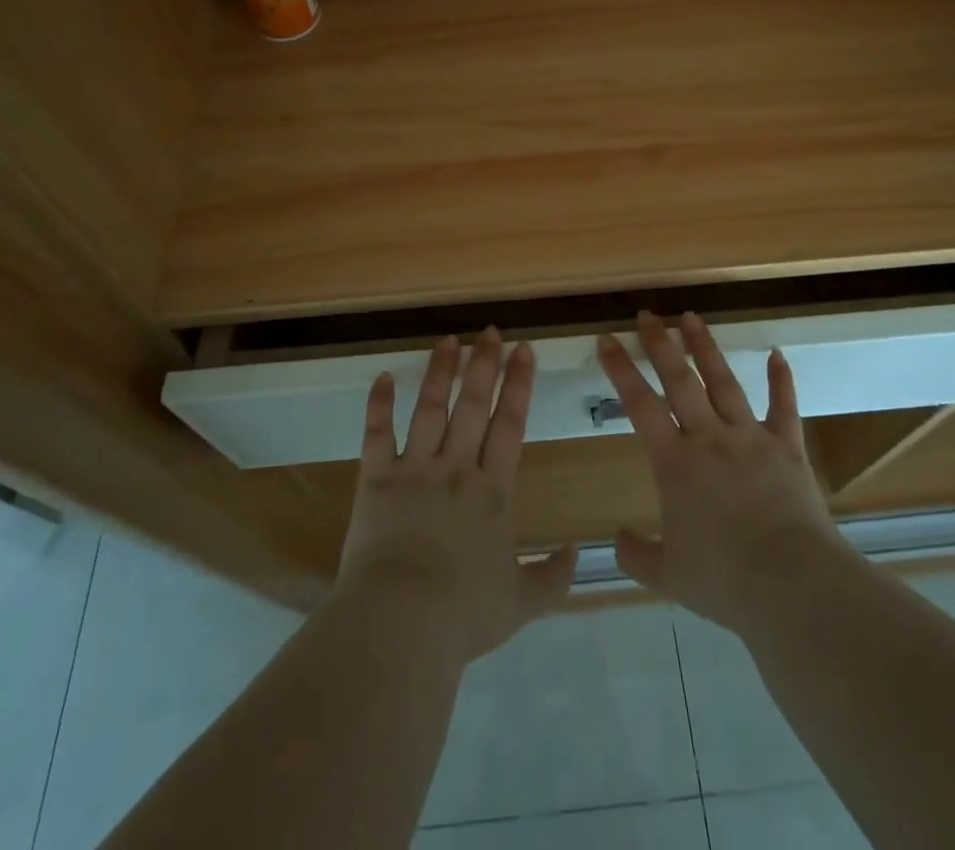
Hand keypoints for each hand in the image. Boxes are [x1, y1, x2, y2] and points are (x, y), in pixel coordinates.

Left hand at [337, 328, 577, 664]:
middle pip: (473, 404)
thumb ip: (553, 577)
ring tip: (449, 340)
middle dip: (484, 364)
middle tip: (490, 332)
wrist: (401, 622)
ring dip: (440, 371)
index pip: (511, 424)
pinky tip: (383, 376)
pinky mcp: (376, 479)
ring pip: (430, 407)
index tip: (523, 350)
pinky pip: (377, 433)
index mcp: (493, 490)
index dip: (519, 384)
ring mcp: (415, 468)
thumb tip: (578, 553)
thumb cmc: (463, 613)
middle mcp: (457, 467)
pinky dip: (379, 403)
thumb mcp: (520, 603)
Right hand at [598, 311, 847, 635]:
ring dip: (706, 347)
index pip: (640, 405)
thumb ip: (636, 554)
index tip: (607, 338)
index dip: (621, 369)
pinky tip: (777, 354)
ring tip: (691, 317)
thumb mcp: (667, 575)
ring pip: (724, 381)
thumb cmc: (723, 580)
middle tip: (647, 314)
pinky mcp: (788, 448)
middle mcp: (709, 438)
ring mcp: (751, 437)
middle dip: (661, 344)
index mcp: (675, 463)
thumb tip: (616, 540)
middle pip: (680, 380)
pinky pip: (784, 407)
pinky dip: (781, 380)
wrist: (792, 584)